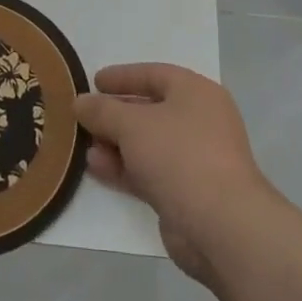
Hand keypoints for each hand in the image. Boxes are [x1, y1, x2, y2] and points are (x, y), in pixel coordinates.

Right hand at [75, 64, 276, 283]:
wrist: (221, 226)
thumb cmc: (179, 155)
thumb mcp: (132, 124)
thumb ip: (102, 110)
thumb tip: (80, 102)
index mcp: (196, 93)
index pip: (154, 74)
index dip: (122, 76)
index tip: (93, 82)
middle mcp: (200, 121)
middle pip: (150, 110)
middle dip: (114, 114)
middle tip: (84, 116)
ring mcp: (195, 159)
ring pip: (147, 144)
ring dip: (115, 144)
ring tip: (83, 145)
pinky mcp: (188, 193)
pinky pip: (150, 172)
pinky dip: (124, 168)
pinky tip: (96, 168)